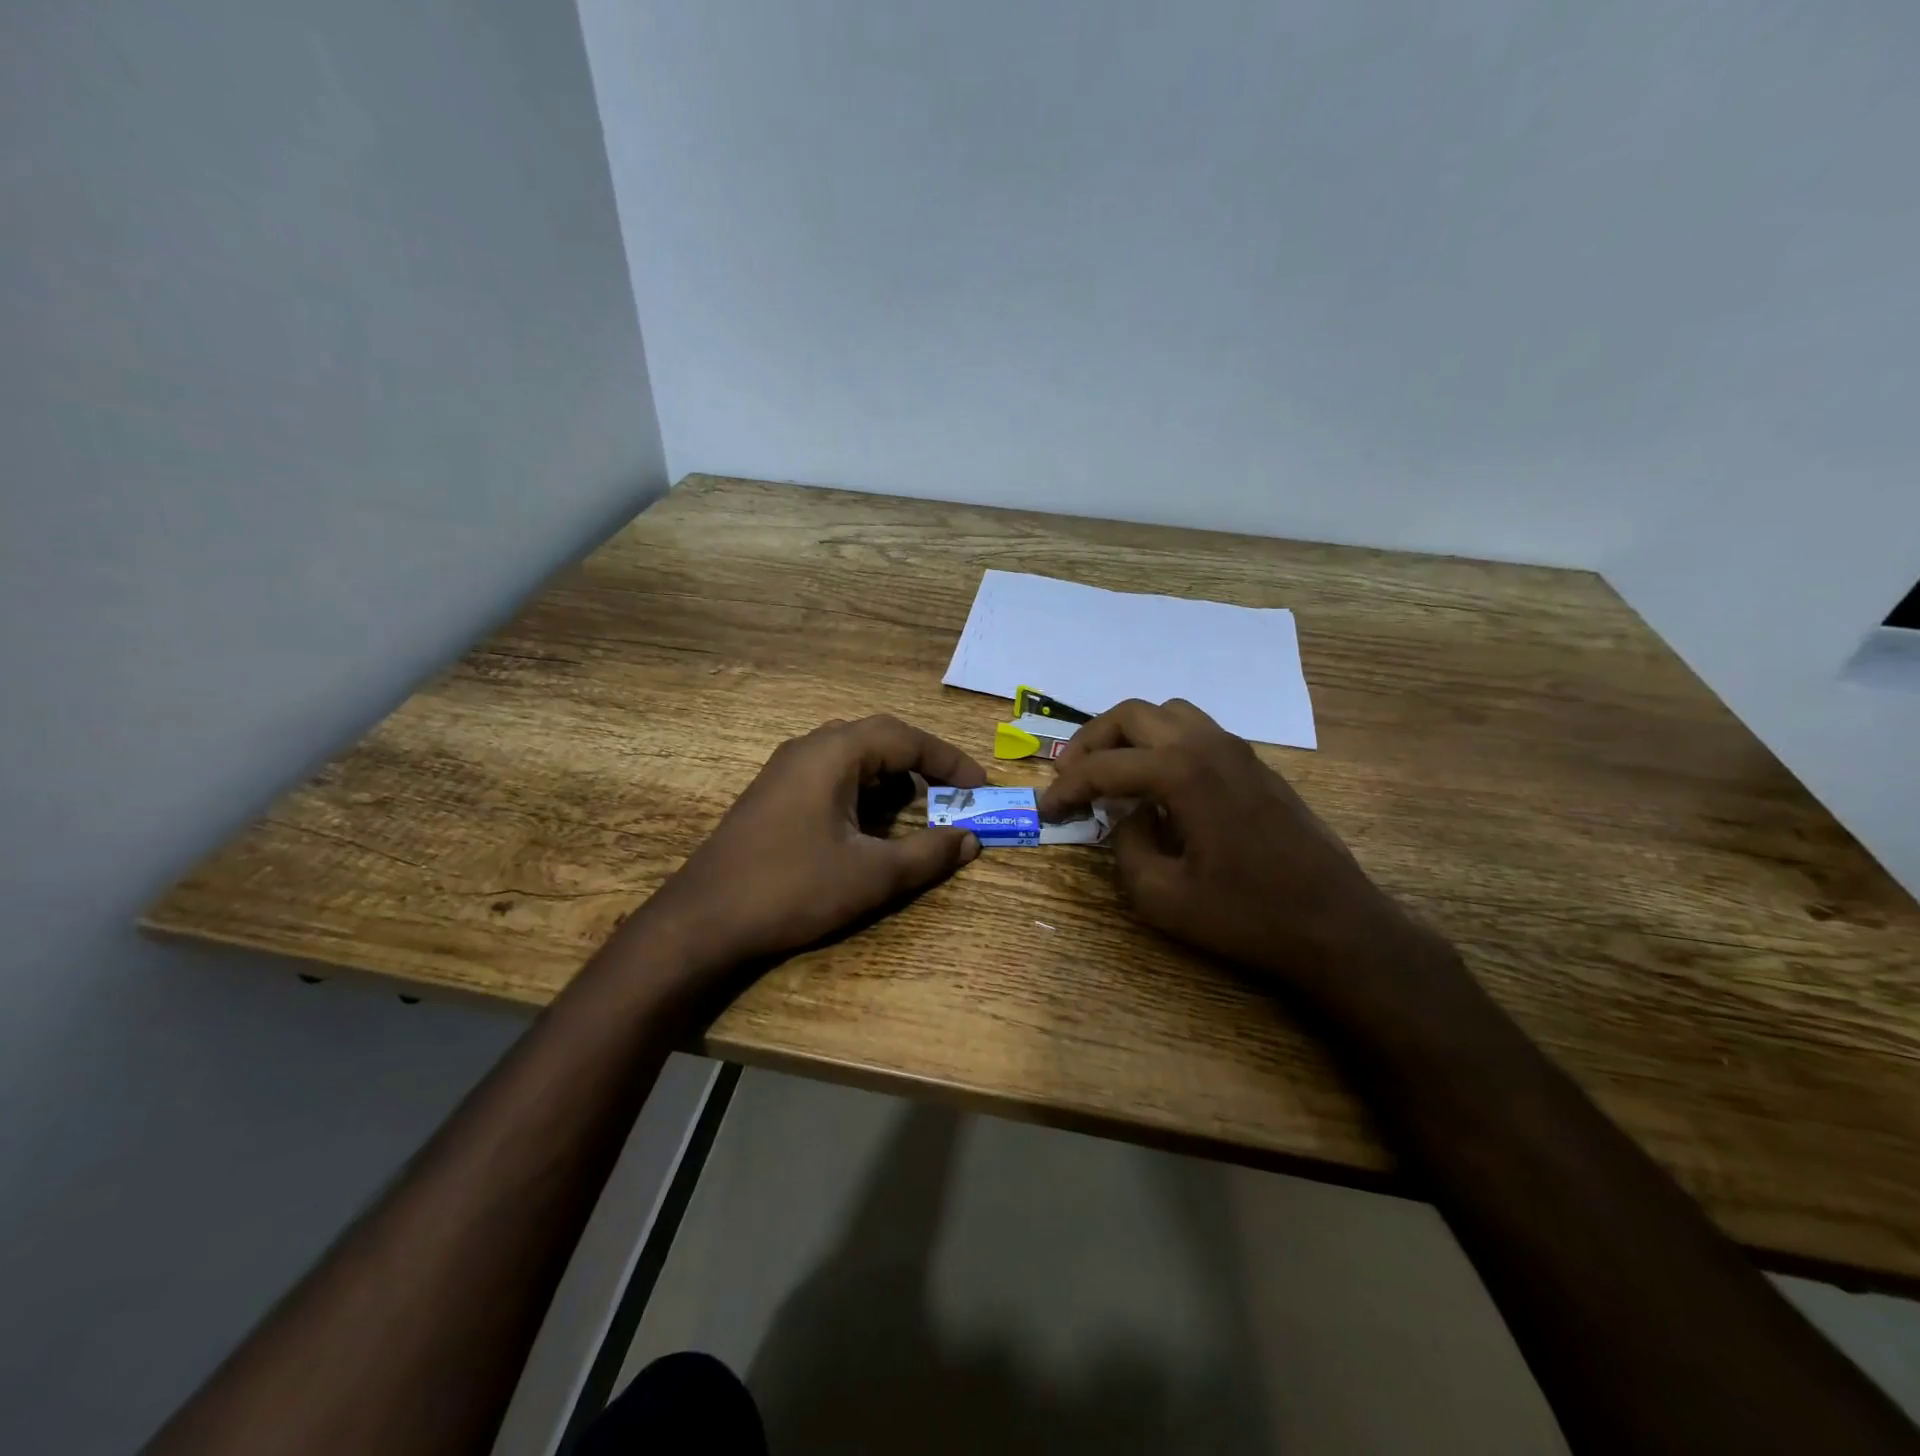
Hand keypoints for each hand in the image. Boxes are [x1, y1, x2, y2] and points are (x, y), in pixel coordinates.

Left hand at [636, 715, 987, 971]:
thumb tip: (969, 840)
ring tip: (916, 810)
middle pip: (880, 739)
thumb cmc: (792, 889)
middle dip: (922, 765)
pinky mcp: (774, 793)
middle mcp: (809, 748)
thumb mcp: (871, 875)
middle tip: (953, 795)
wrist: (703, 920)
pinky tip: (870, 825)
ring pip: (854, 756)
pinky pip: (831, 775)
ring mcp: (786, 769)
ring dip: (891, 777)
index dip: (949, 760)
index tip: (979, 786)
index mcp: (834, 754)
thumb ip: (926, 853)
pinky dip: (863, 791)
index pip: (905, 738)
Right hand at [1040, 699, 1452, 1007]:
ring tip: (1112, 774)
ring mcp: (1236, 750)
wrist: (1336, 924)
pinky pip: (1195, 732)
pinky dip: (1162, 744)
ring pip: (1167, 713)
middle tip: (1071, 777)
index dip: (1065, 788)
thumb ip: (1126, 848)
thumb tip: (1127, 818)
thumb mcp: (1162, 897)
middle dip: (1091, 741)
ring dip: (1130, 736)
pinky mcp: (1254, 765)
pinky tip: (1159, 787)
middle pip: (1132, 715)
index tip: (1045, 812)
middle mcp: (1207, 745)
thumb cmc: (1247, 915)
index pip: (1104, 767)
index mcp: (1182, 772)